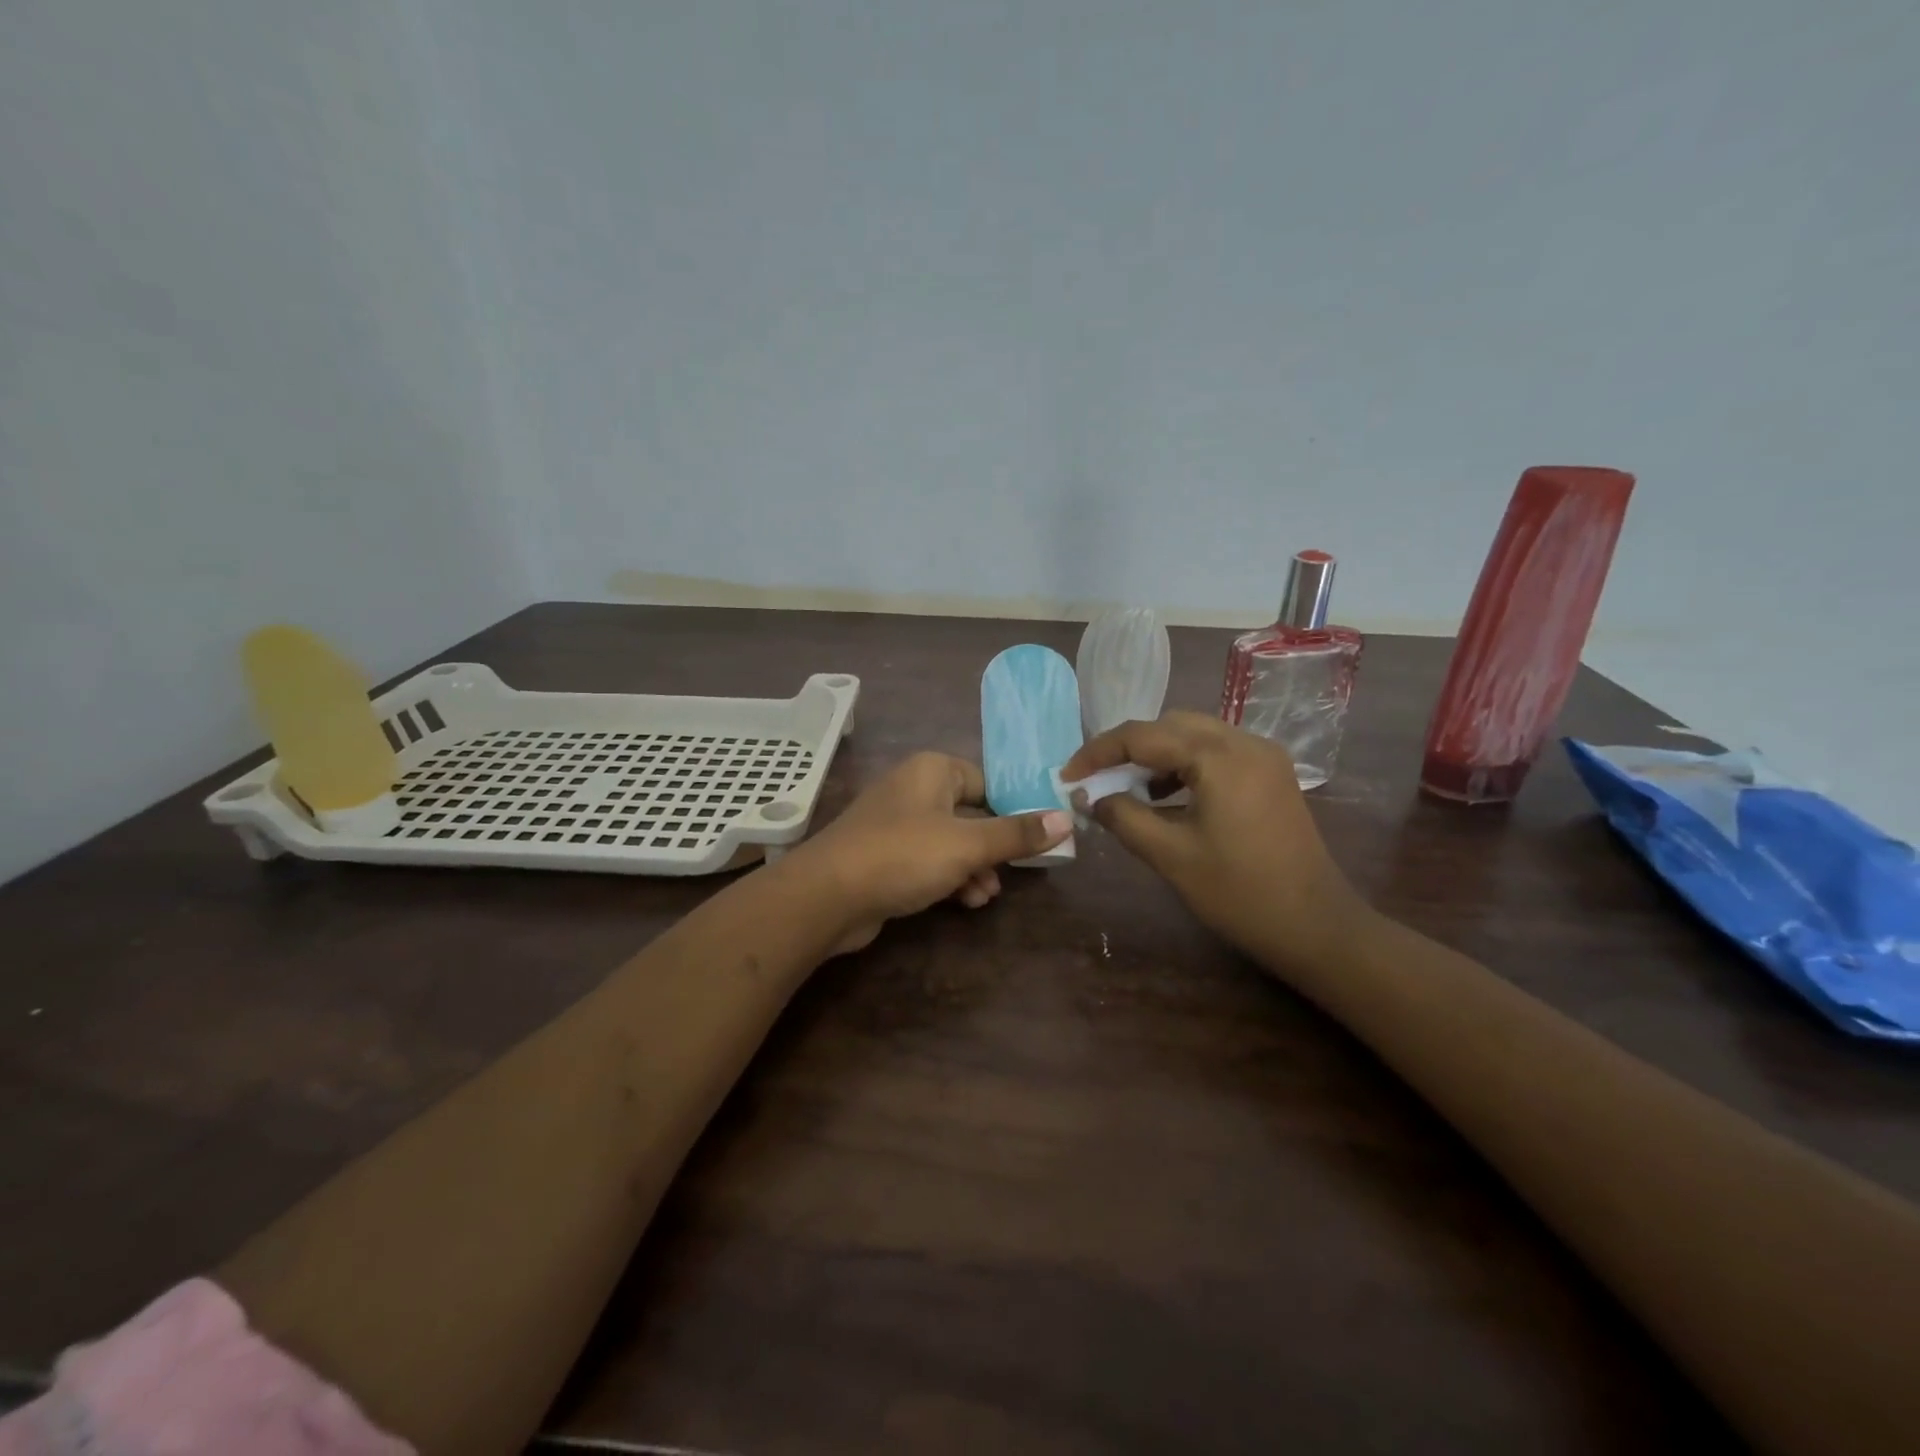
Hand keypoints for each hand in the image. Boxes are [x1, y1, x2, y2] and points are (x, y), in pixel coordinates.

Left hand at [790, 752, 1071, 954]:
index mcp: (933, 771)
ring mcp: (895, 824)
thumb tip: (1065, 818)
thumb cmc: (903, 855)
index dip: (1013, 810)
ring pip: (950, 841)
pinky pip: (928, 861)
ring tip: (985, 895)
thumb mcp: (968, 844)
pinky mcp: (884, 856)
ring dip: (973, 867)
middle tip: (1013, 872)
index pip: (986, 782)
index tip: (1036, 839)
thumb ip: (1017, 833)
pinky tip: (964, 902)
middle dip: (993, 847)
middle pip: (970, 814)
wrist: (827, 895)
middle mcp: (913, 790)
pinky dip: (948, 877)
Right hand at [1062, 712, 1374, 973]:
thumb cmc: (1239, 893)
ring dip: (1157, 755)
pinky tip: (1168, 797)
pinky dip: (1185, 765)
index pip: (1143, 736)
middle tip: (1096, 779)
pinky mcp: (1272, 775)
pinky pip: (1217, 753)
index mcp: (1220, 757)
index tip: (1068, 774)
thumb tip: (1089, 797)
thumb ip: (1123, 817)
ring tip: (1128, 789)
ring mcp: (1264, 757)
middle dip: (1128, 748)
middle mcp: (1245, 742)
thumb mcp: (1170, 855)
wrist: (1317, 928)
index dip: (1098, 752)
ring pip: (1194, 736)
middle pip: (1170, 725)